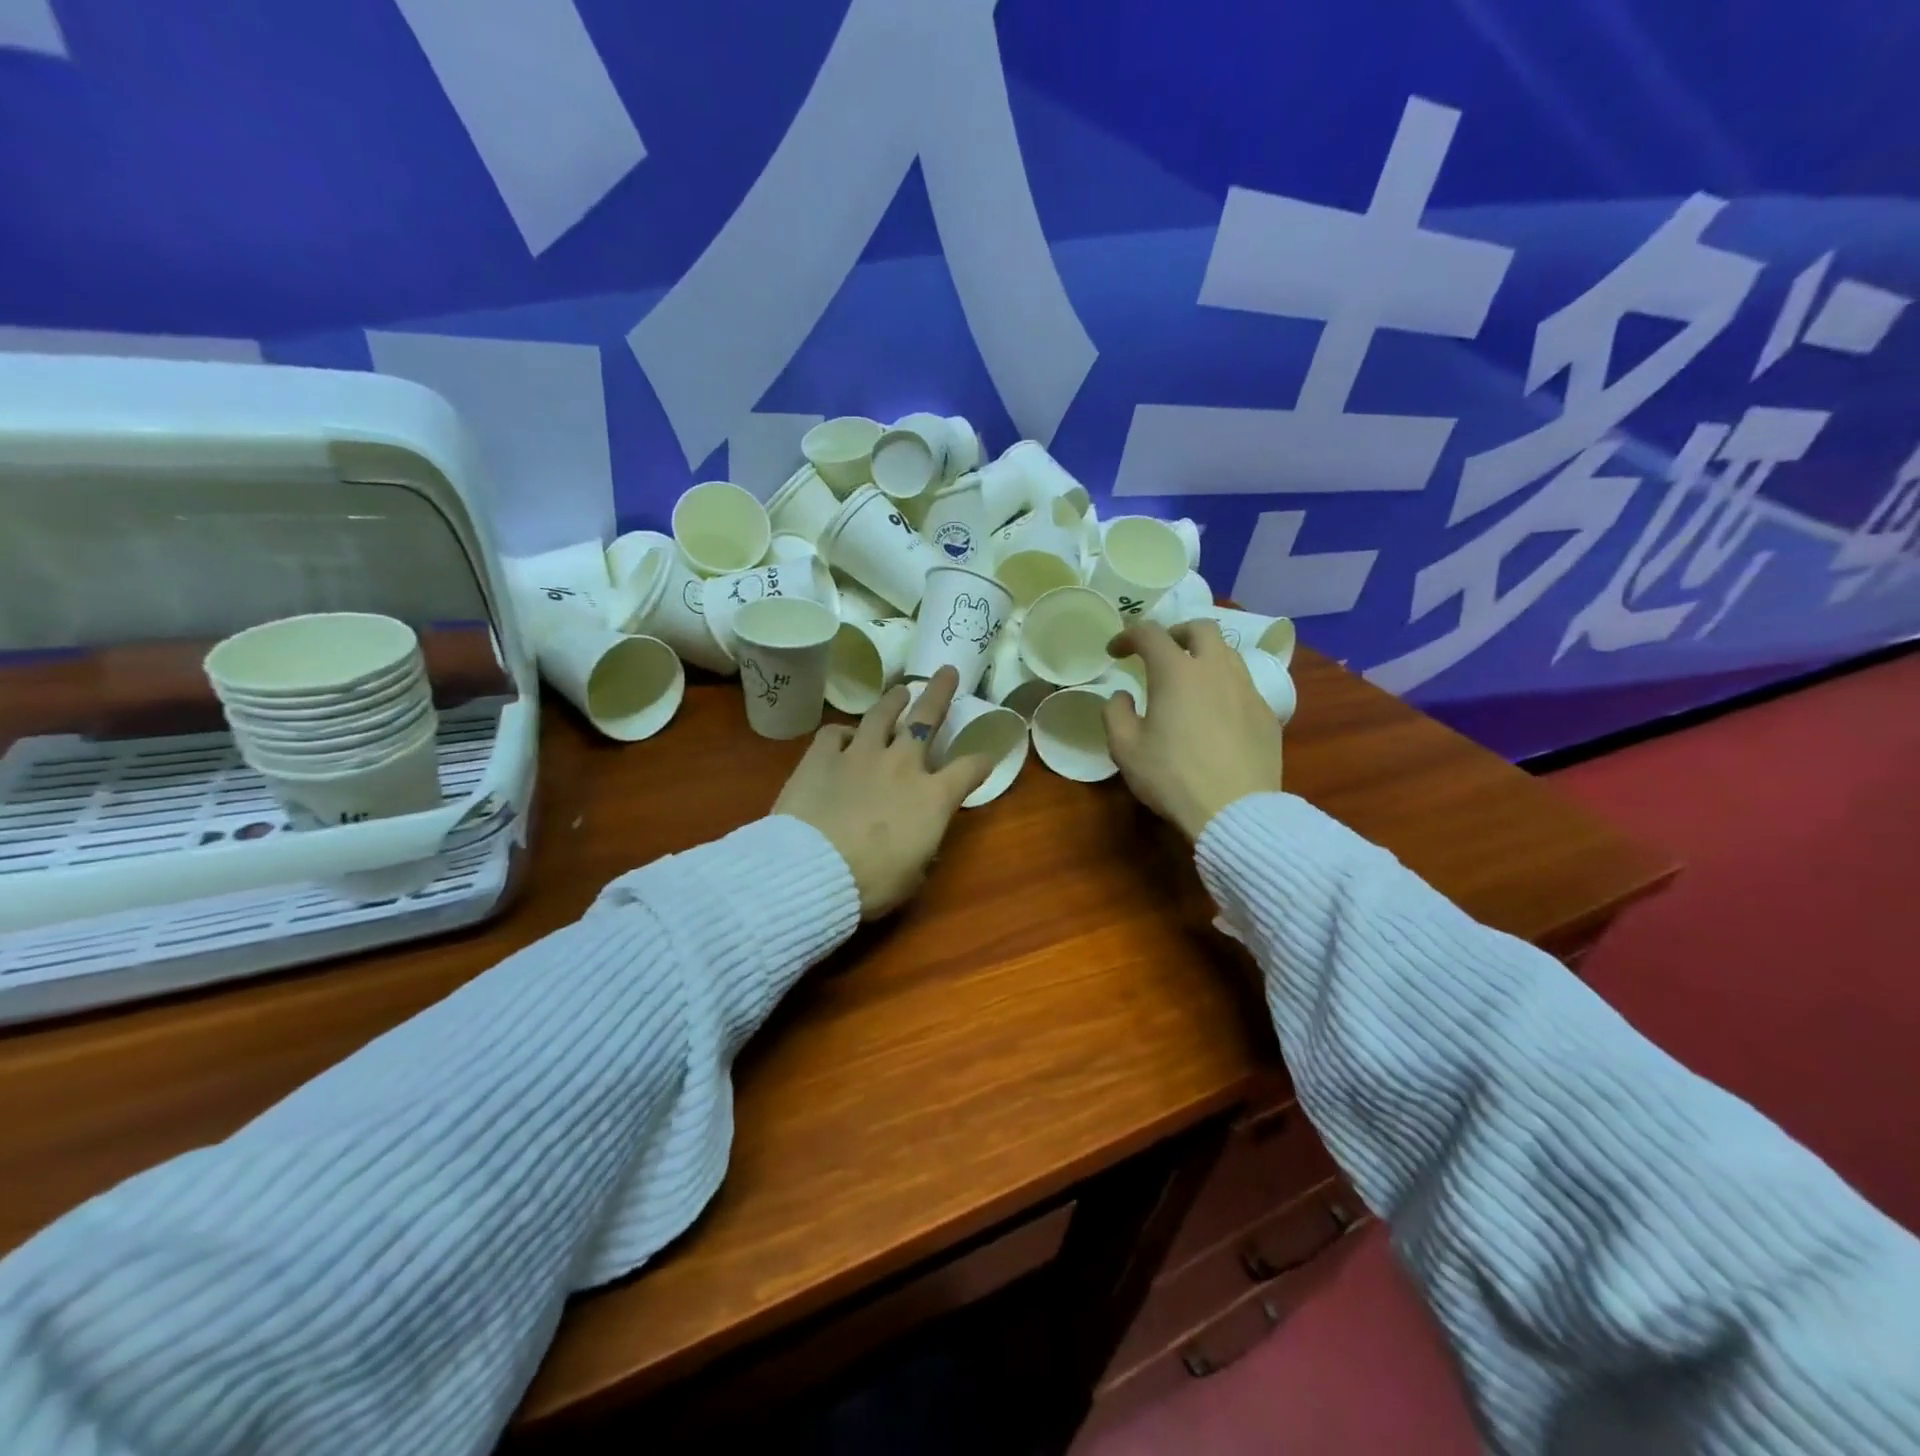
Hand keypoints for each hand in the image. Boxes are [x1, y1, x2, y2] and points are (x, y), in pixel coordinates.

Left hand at [773, 665, 993, 917]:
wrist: (813, 870)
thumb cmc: (871, 882)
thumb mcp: (913, 875)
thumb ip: (921, 849)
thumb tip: (917, 843)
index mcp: (933, 797)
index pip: (970, 769)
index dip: (982, 761)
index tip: (987, 756)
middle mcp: (902, 764)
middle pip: (926, 718)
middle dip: (940, 693)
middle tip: (947, 672)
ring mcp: (859, 755)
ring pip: (881, 715)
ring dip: (893, 700)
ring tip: (900, 690)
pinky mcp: (821, 757)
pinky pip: (834, 733)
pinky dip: (843, 733)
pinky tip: (844, 736)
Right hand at [1102, 621, 1284, 842]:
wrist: (1234, 810)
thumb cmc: (1172, 777)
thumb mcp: (1125, 749)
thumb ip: (1116, 713)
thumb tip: (1123, 696)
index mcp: (1176, 671)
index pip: (1150, 633)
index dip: (1128, 636)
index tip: (1115, 652)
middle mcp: (1216, 669)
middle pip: (1201, 628)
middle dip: (1176, 633)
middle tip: (1160, 653)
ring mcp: (1247, 689)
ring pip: (1228, 654)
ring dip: (1204, 657)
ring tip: (1190, 681)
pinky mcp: (1267, 714)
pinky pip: (1244, 685)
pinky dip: (1224, 687)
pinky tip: (1215, 714)